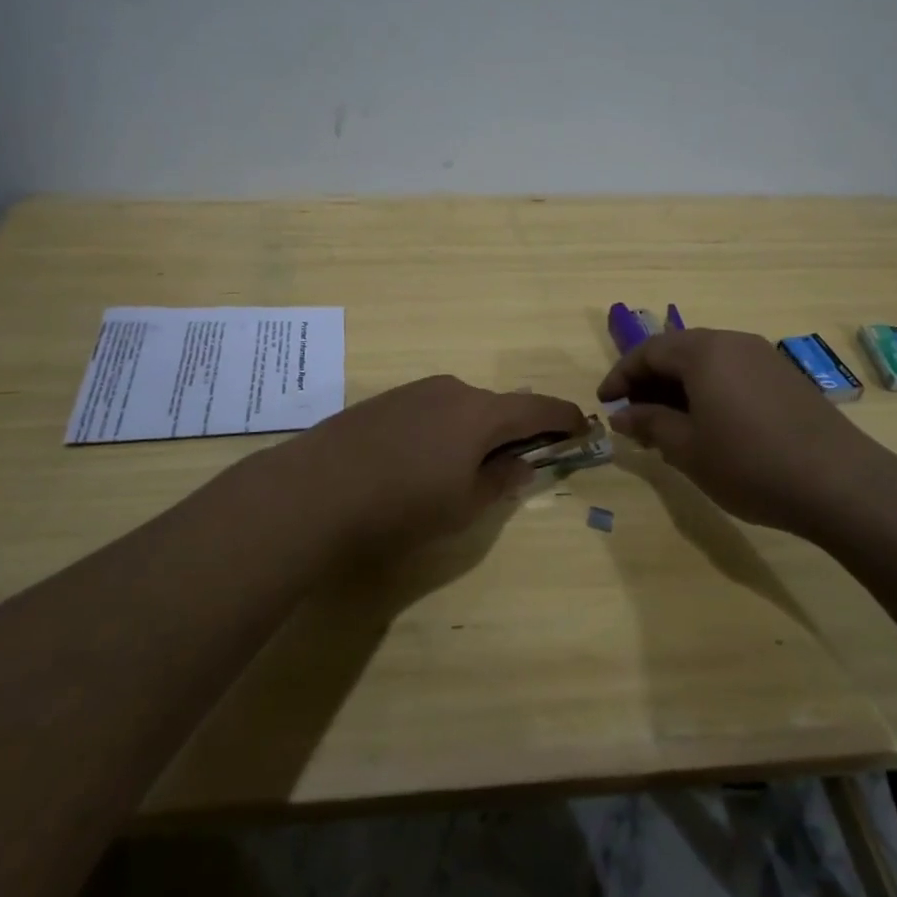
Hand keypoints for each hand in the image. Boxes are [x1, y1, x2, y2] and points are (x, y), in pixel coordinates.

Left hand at [280, 376, 587, 558]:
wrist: (315, 489)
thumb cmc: (401, 505)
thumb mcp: (463, 505)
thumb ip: (500, 481)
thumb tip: (521, 463)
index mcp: (481, 413)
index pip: (537, 408)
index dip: (564, 418)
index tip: (582, 429)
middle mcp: (452, 390)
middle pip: (498, 406)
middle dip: (516, 430)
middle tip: (521, 460)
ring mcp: (415, 391)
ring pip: (462, 408)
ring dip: (476, 431)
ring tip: (465, 468)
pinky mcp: (386, 400)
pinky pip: (432, 410)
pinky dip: (445, 430)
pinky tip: (422, 461)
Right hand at [597, 328, 895, 532]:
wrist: (841, 484)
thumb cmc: (750, 464)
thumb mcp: (687, 448)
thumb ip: (649, 424)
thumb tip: (622, 415)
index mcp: (703, 351)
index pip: (648, 351)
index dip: (620, 376)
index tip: (604, 404)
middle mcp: (733, 343)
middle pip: (678, 351)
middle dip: (649, 380)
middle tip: (632, 414)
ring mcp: (764, 357)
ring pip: (707, 362)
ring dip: (679, 387)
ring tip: (666, 423)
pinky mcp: (786, 377)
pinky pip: (732, 373)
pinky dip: (708, 390)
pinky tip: (709, 425)